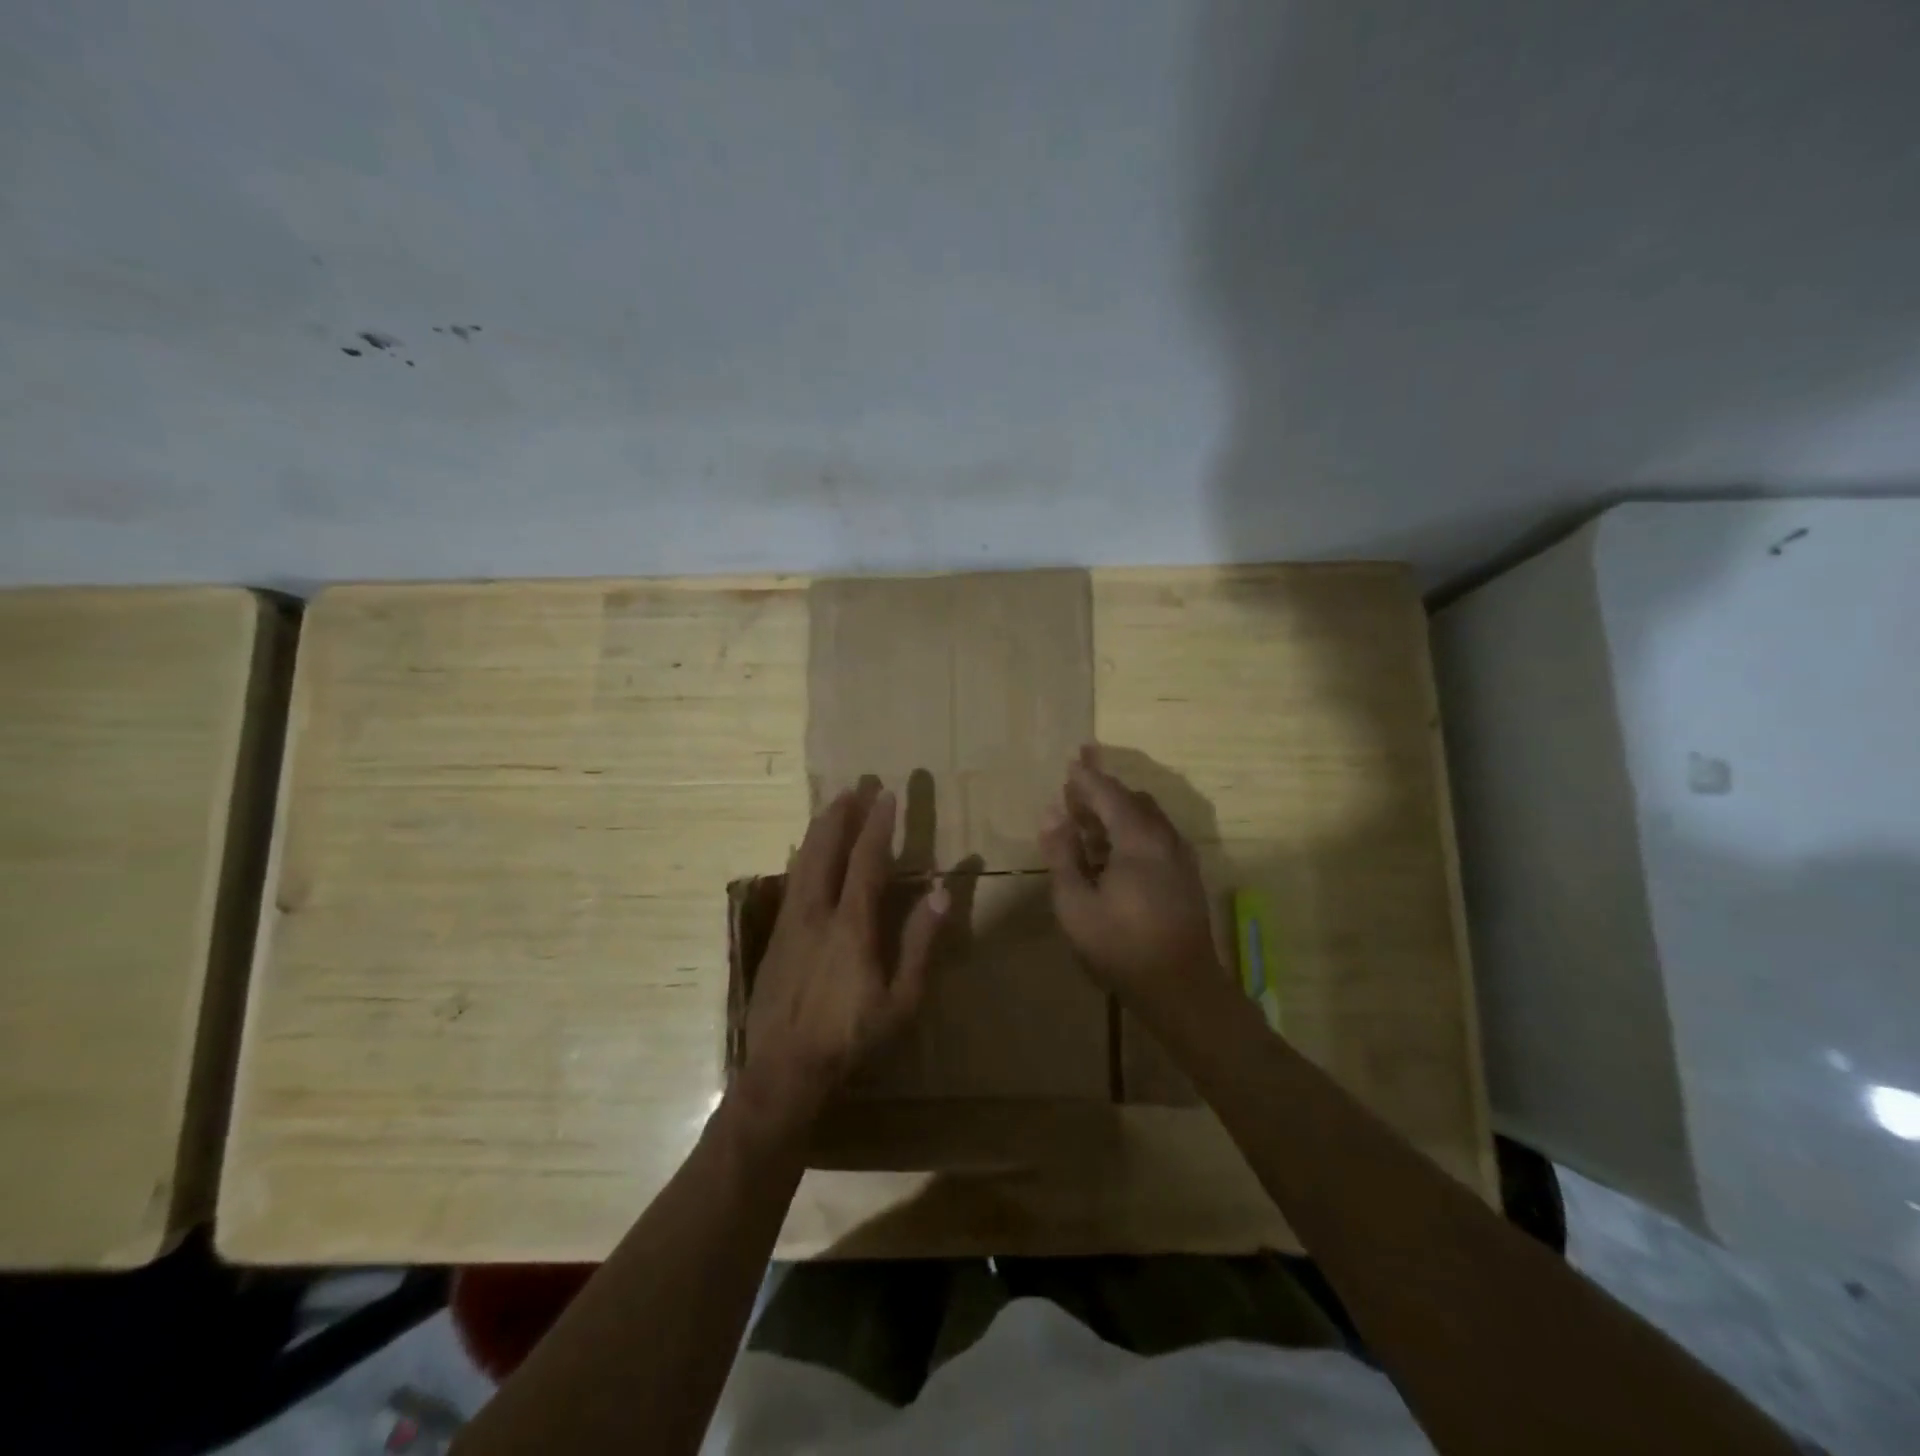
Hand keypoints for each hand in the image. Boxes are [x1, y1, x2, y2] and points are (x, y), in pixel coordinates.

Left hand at [741, 784, 947, 1130]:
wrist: (784, 1070)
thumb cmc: (851, 1036)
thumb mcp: (901, 1000)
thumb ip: (920, 943)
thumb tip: (941, 893)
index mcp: (851, 924)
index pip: (867, 861)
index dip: (878, 825)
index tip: (887, 794)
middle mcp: (817, 912)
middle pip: (826, 849)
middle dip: (842, 813)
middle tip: (855, 785)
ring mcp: (790, 922)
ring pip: (803, 860)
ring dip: (820, 828)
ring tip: (832, 805)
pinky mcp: (775, 936)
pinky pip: (792, 880)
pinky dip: (804, 855)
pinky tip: (805, 851)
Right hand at [1039, 746, 1219, 1010]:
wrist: (1180, 987)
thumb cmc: (1120, 945)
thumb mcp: (1076, 903)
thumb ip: (1062, 854)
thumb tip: (1051, 814)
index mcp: (1138, 839)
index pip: (1109, 794)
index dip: (1087, 778)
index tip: (1070, 762)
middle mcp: (1164, 838)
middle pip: (1132, 801)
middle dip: (1103, 792)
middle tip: (1074, 792)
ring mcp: (1180, 857)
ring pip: (1148, 818)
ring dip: (1118, 812)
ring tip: (1088, 822)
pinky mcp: (1186, 876)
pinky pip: (1157, 836)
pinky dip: (1133, 830)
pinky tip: (1115, 853)